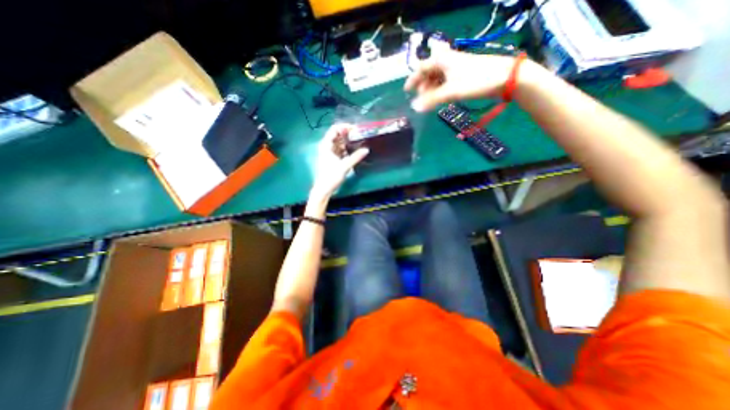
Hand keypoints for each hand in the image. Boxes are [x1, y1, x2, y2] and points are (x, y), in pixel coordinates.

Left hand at [310, 123, 367, 200]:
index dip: (345, 127)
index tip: (356, 129)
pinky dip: (347, 149)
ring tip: (360, 142)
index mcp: (326, 145)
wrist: (324, 188)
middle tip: (360, 135)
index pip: (335, 129)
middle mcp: (327, 146)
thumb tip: (367, 149)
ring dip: (349, 142)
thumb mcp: (344, 166)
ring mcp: (330, 152)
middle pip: (338, 135)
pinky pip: (341, 149)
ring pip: (340, 142)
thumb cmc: (331, 176)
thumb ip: (356, 157)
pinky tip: (355, 150)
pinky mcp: (333, 158)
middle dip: (348, 134)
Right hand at [405, 49, 525, 111]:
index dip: (413, 79)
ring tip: (430, 102)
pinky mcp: (464, 76)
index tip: (406, 91)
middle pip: (429, 73)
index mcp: (443, 60)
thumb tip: (414, 108)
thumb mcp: (451, 91)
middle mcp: (448, 62)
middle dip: (423, 86)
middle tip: (420, 99)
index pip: (422, 67)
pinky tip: (441, 98)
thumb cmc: (476, 80)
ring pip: (438, 78)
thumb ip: (431, 100)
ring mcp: (456, 69)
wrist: (505, 78)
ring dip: (431, 90)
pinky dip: (440, 91)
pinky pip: (446, 83)